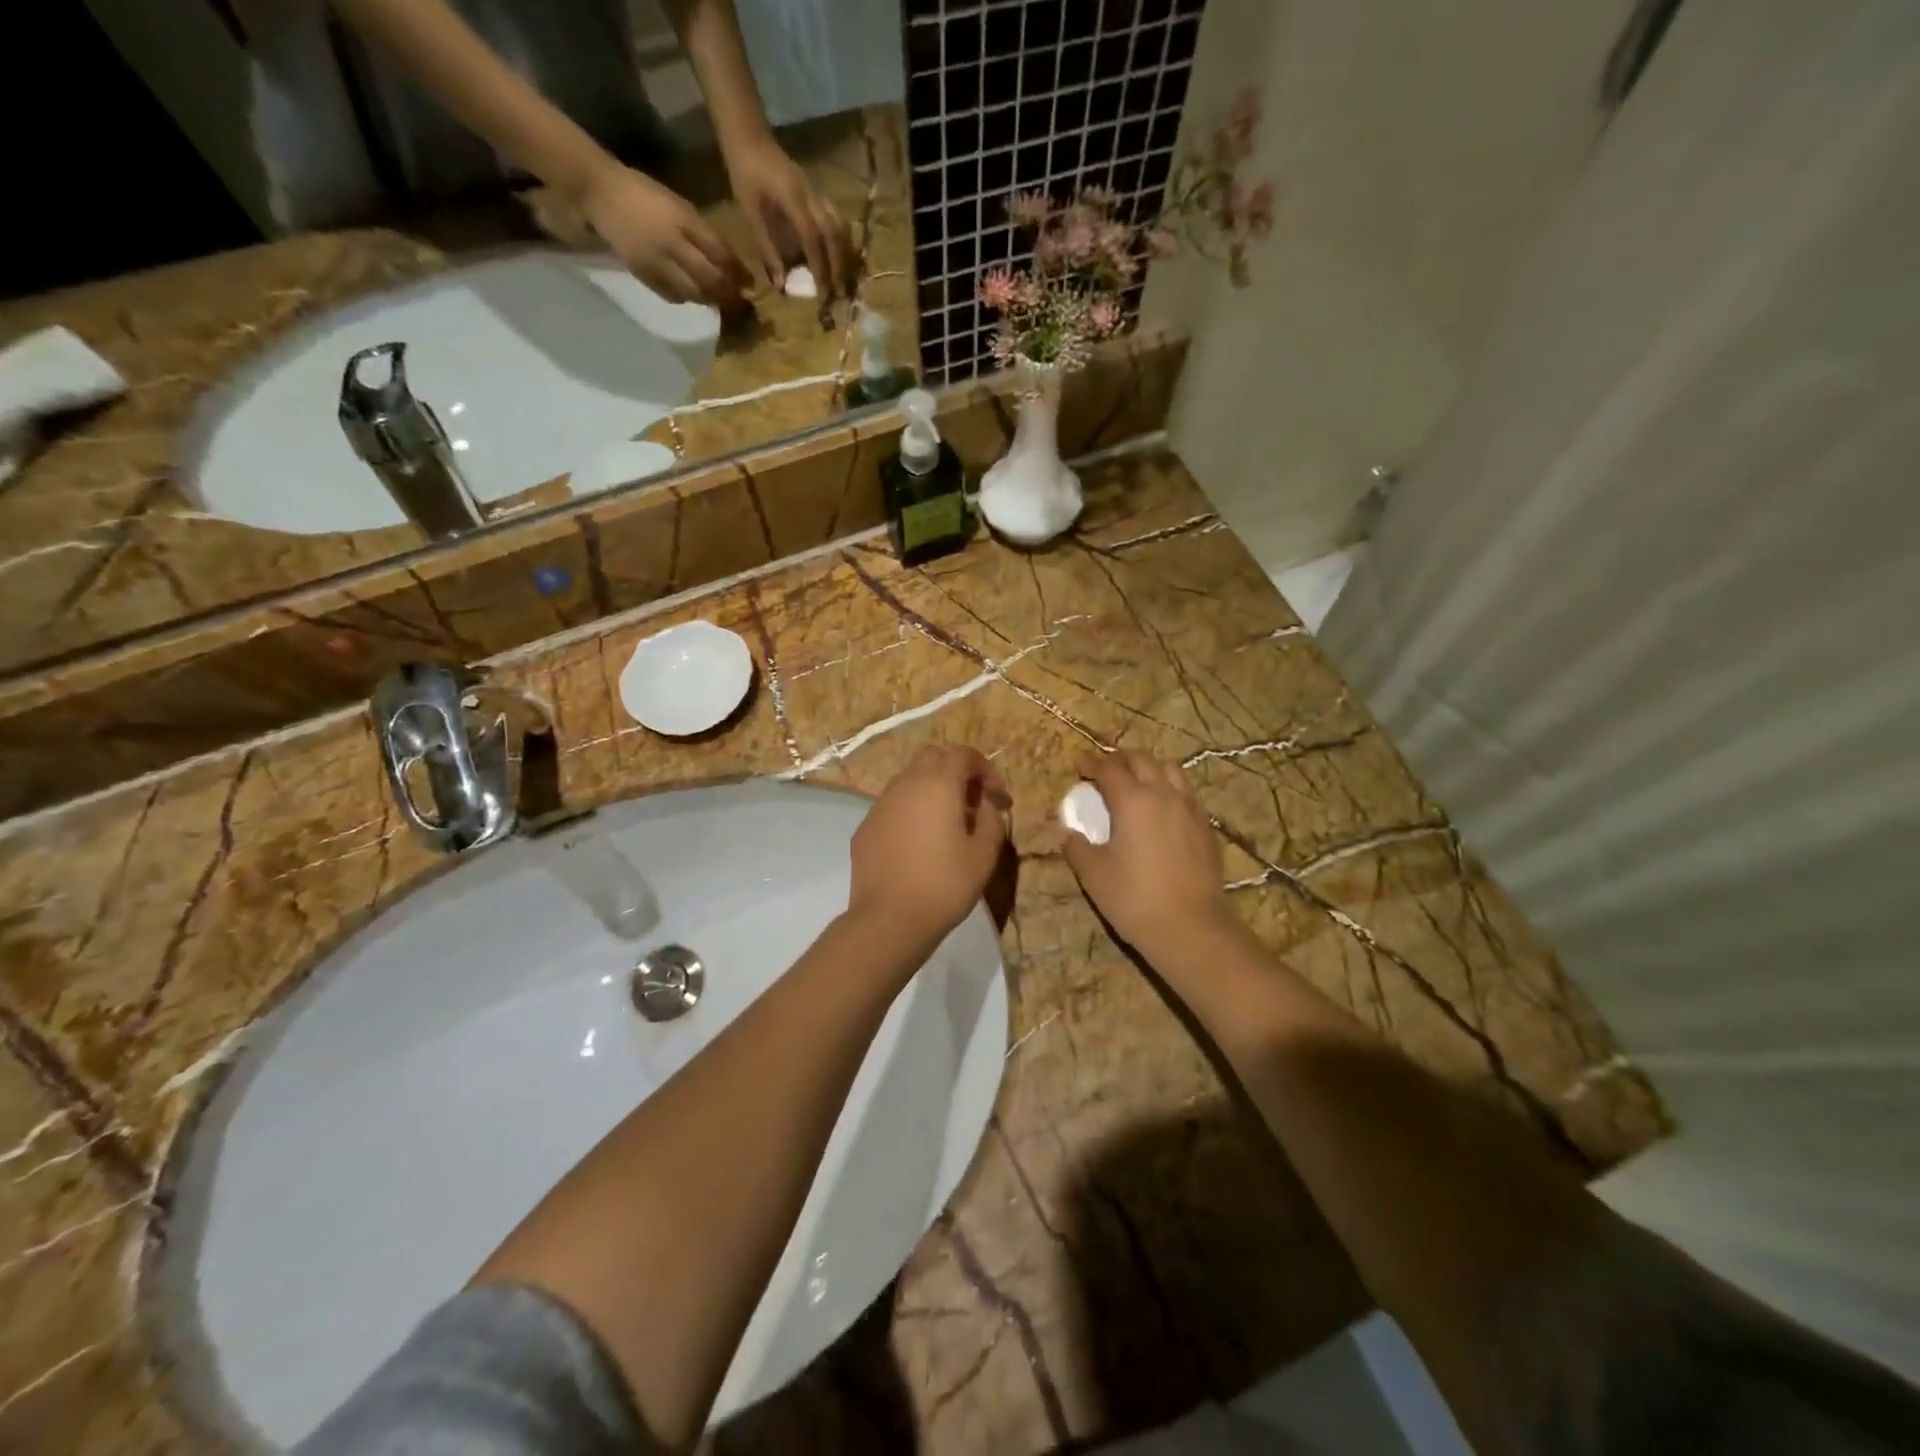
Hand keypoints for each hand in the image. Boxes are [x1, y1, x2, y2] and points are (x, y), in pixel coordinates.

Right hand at [582, 164, 749, 304]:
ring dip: (709, 300)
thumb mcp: (680, 206)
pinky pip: (672, 296)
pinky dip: (687, 299)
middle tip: (739, 301)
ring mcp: (656, 263)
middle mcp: (672, 245)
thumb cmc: (644, 194)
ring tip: (718, 300)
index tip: (750, 284)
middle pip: (709, 279)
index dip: (738, 272)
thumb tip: (730, 262)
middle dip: (728, 293)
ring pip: (693, 293)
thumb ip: (703, 234)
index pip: (719, 254)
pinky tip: (692, 296)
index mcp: (683, 222)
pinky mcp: (643, 275)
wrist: (600, 193)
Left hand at [722, 135, 852, 296]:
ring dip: (845, 255)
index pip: (812, 236)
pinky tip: (840, 258)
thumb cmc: (745, 176)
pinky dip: (843, 242)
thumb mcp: (751, 214)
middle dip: (838, 265)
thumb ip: (768, 249)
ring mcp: (818, 193)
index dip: (819, 265)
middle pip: (834, 233)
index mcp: (792, 198)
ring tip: (844, 279)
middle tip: (838, 292)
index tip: (822, 292)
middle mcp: (811, 196)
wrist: (751, 139)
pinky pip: (838, 220)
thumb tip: (781, 285)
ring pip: (841, 227)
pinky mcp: (819, 195)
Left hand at [847, 746, 1011, 946]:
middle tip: (973, 801)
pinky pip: (893, 806)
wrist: (889, 919)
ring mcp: (881, 805)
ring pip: (909, 780)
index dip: (985, 769)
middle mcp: (906, 785)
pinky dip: (911, 810)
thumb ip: (992, 821)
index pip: (962, 754)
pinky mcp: (865, 827)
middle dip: (956, 770)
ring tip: (948, 822)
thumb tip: (987, 806)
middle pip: (932, 757)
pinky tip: (920, 842)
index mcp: (938, 785)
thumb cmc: (944, 884)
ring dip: (932, 789)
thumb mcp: (984, 855)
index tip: (997, 797)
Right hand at [1061, 751, 1232, 958]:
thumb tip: (1068, 832)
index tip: (1079, 764)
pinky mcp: (1206, 827)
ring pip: (1171, 770)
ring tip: (1136, 781)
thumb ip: (1077, 846)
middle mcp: (1163, 794)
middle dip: (1120, 758)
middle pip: (1142, 760)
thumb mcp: (1093, 874)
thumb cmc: (1134, 898)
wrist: (1191, 928)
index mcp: (1132, 800)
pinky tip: (1162, 808)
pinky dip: (1169, 788)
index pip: (1109, 768)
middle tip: (1105, 768)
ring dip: (1149, 768)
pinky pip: (1186, 793)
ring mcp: (1190, 808)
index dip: (1091, 763)